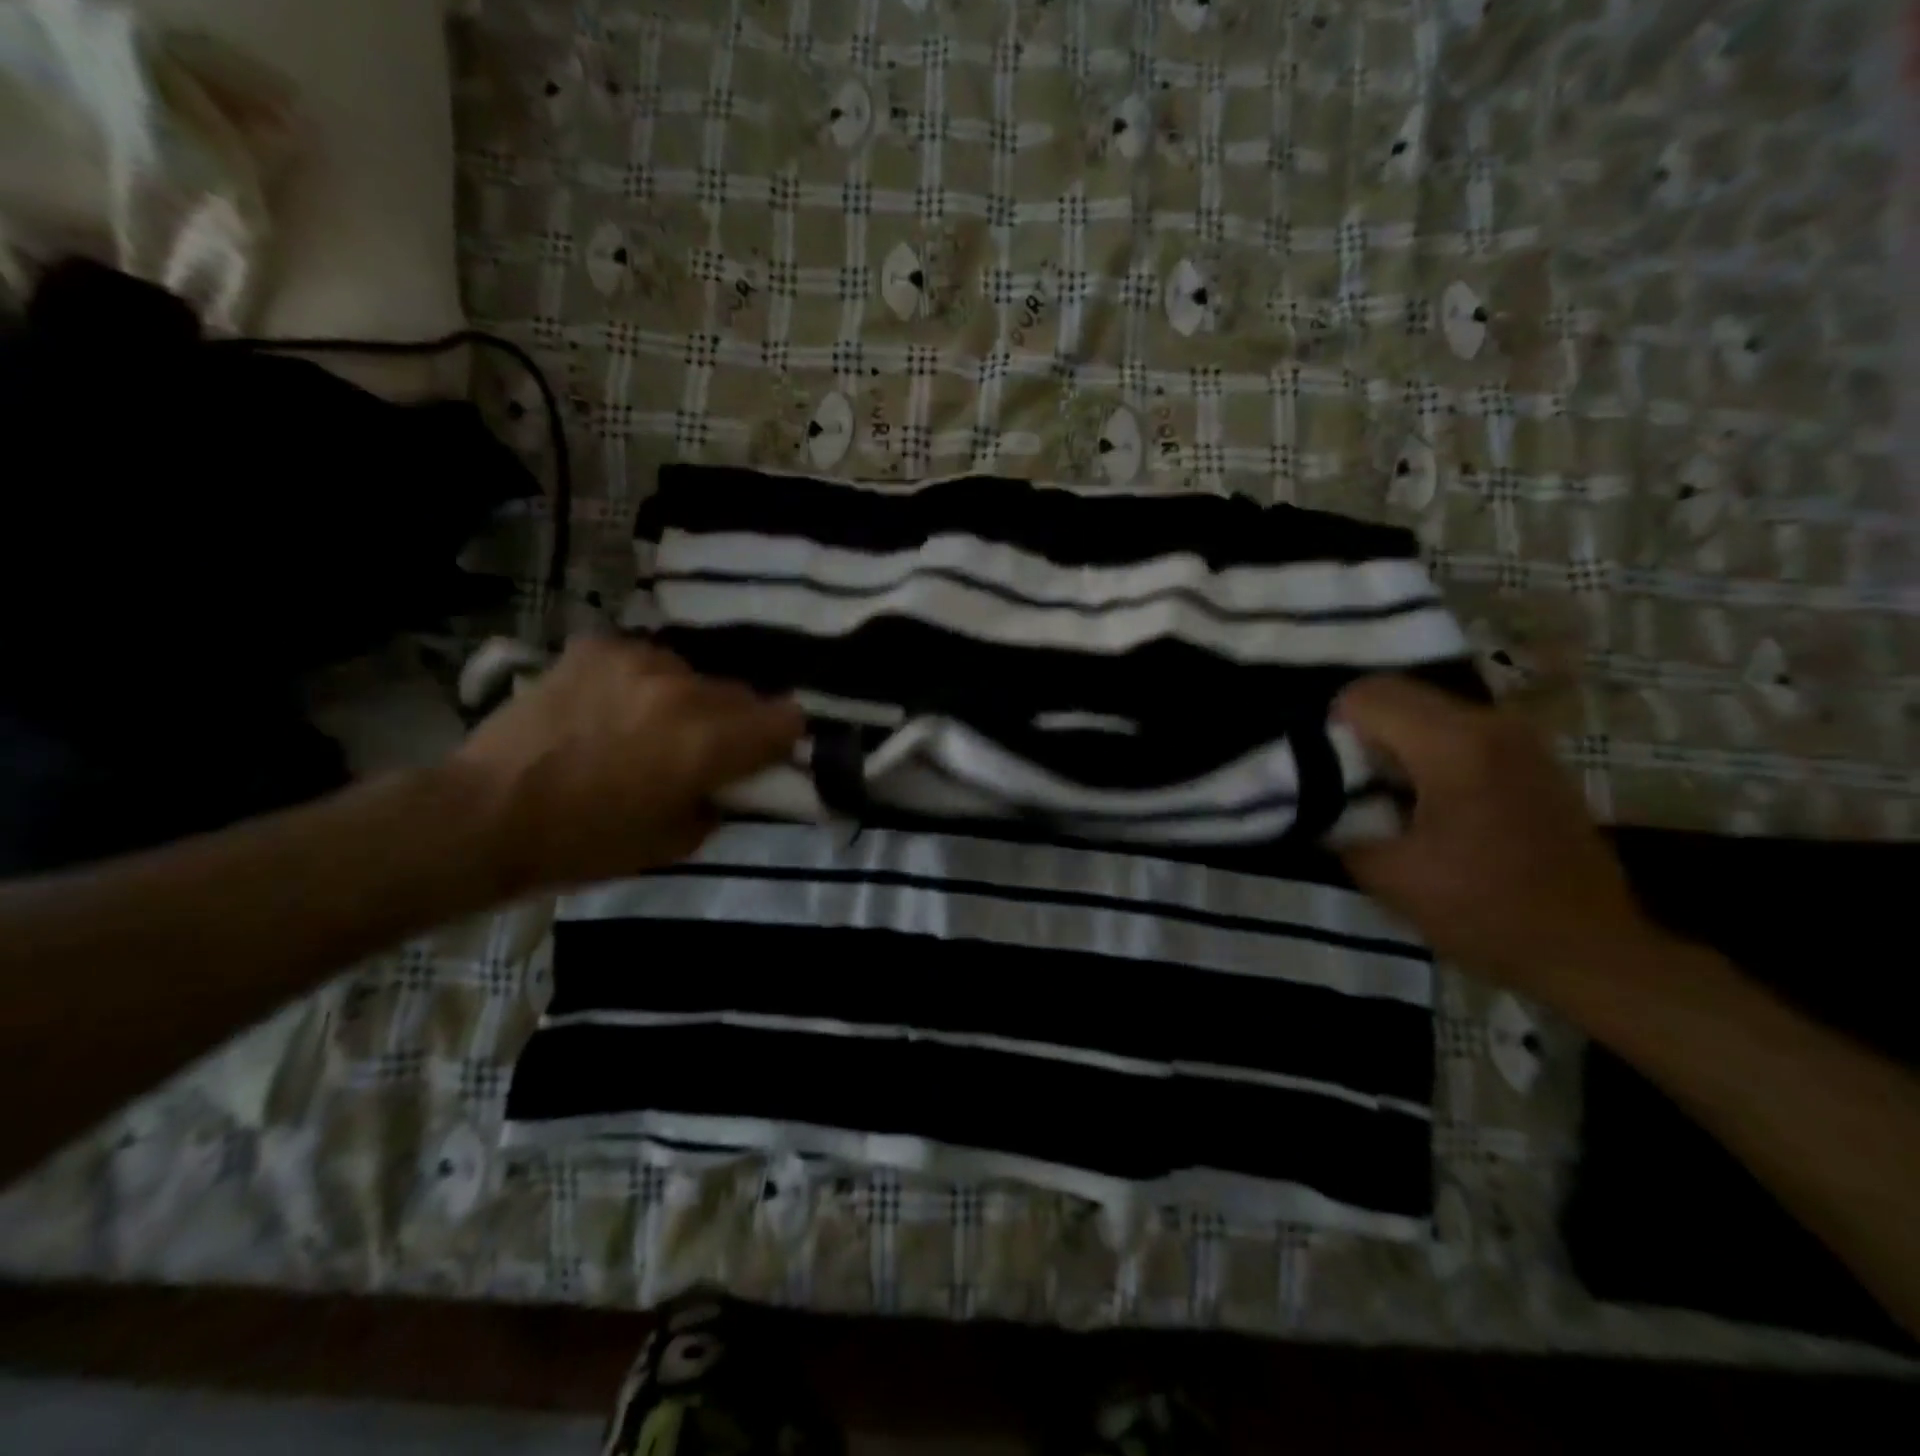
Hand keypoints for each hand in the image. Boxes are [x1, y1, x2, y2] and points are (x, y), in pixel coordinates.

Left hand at [451, 637, 803, 893]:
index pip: (786, 719)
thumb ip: (719, 803)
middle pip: (742, 694)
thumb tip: (729, 783)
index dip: (782, 739)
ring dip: (687, 699)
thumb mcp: (675, 843)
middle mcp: (684, 690)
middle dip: (735, 722)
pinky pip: (644, 660)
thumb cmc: (586, 842)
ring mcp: (638, 660)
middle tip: (705, 749)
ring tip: (650, 725)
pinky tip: (611, 706)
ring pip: (692, 674)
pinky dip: (641, 682)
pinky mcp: (598, 648)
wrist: (486, 814)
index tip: (768, 754)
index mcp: (708, 741)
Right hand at [1335, 676, 1661, 996]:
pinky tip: (1425, 800)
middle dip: (1358, 731)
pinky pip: (1457, 729)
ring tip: (1383, 793)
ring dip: (1393, 740)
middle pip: (1396, 694)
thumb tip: (1309, 798)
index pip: (1365, 696)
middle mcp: (1490, 723)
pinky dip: (1426, 750)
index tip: (1325, 774)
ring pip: (1426, 709)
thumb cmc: (1484, 912)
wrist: (1591, 950)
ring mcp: (1518, 736)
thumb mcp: (1387, 875)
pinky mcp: (1531, 755)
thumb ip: (1337, 823)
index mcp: (1453, 745)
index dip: (1330, 729)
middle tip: (1347, 783)